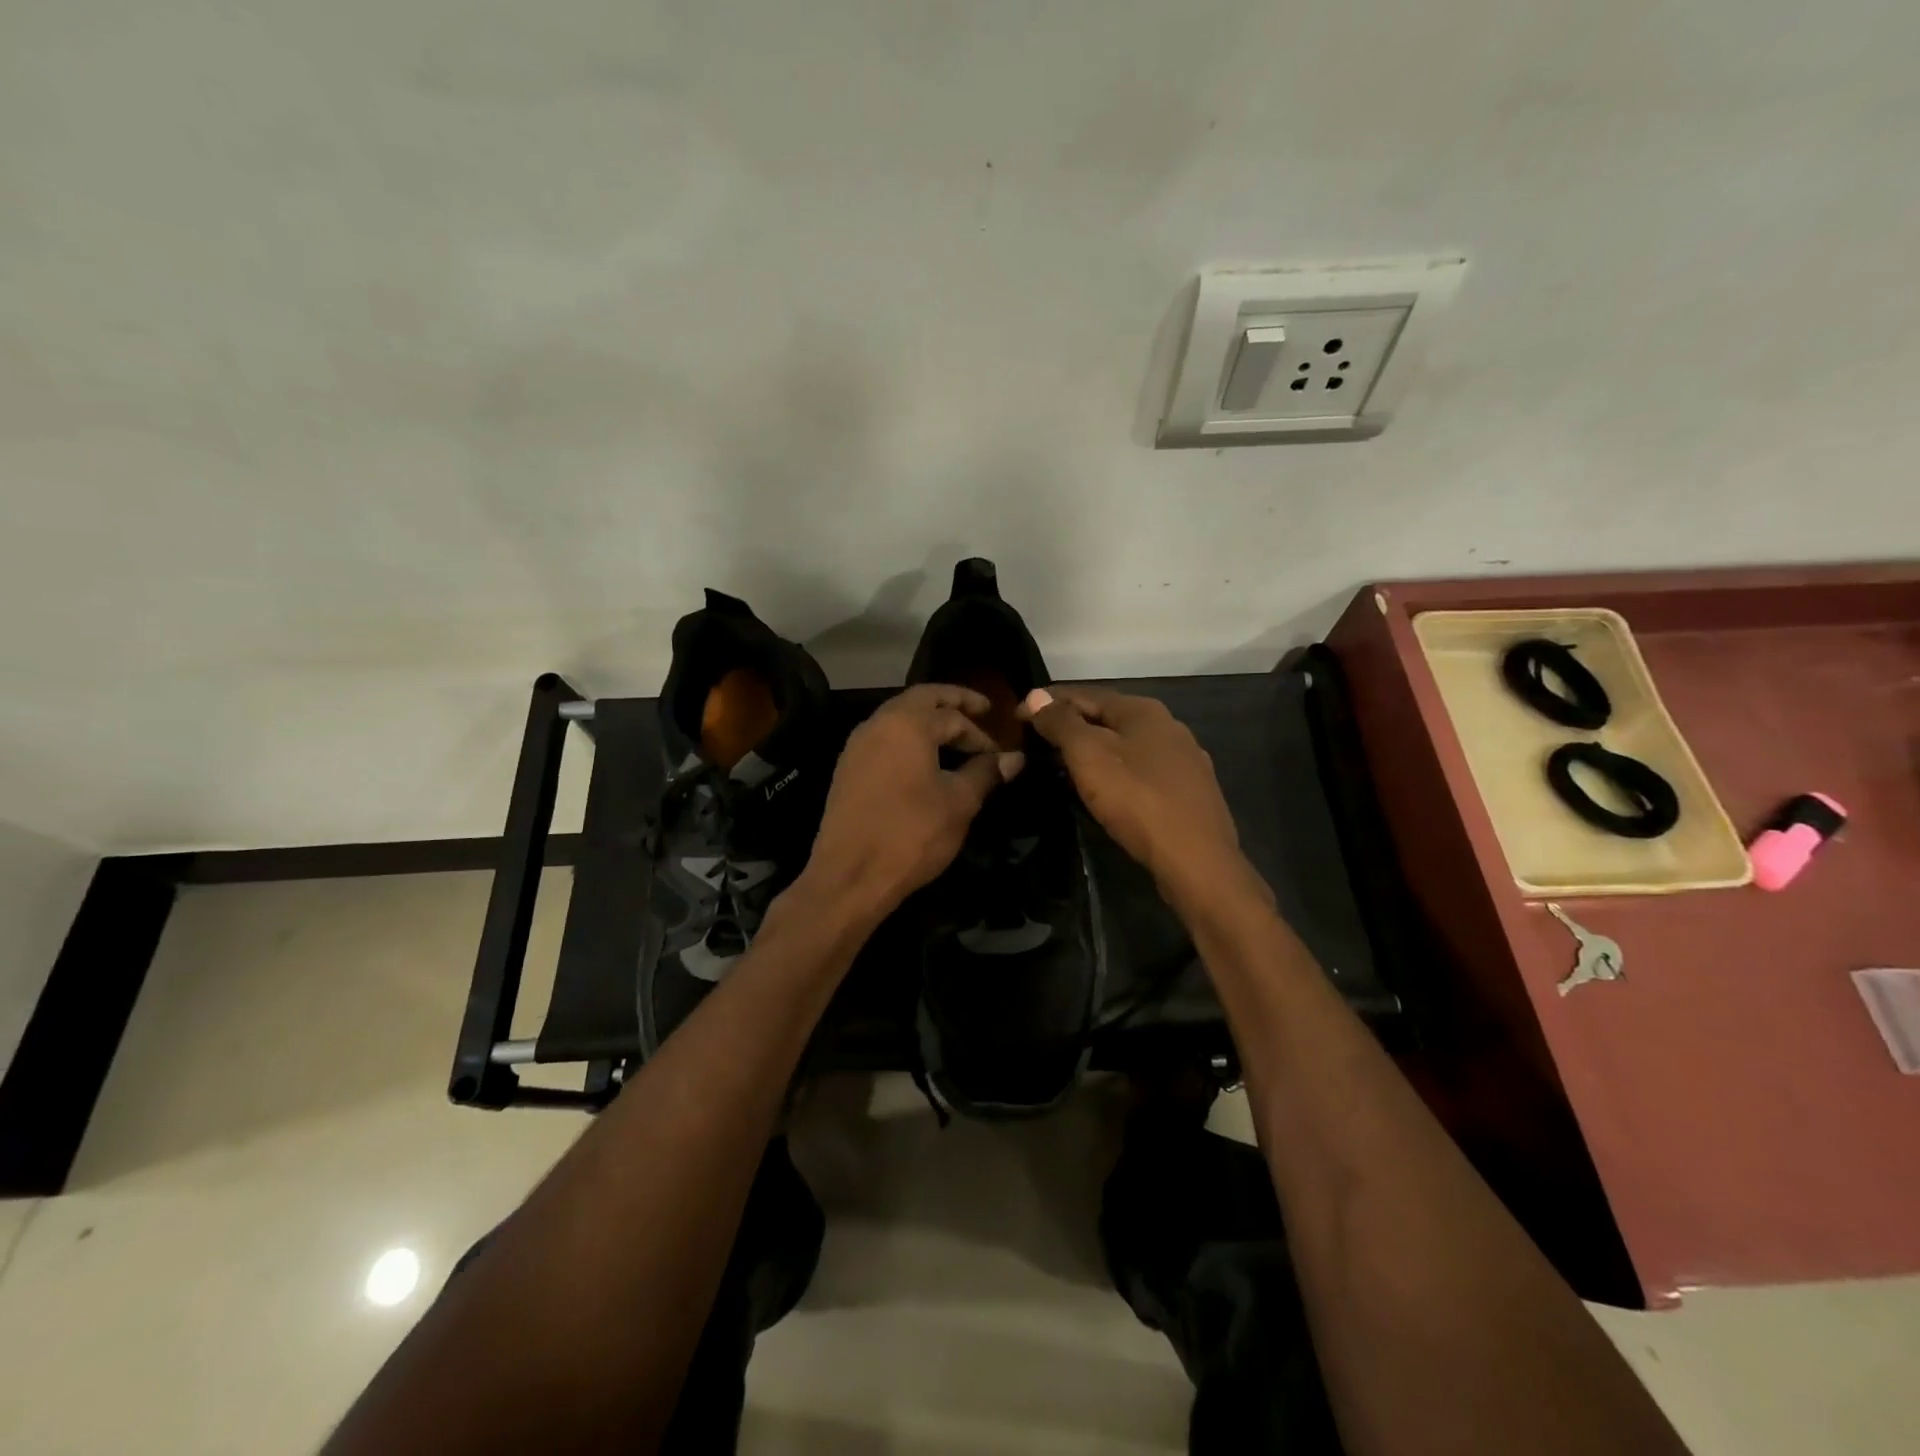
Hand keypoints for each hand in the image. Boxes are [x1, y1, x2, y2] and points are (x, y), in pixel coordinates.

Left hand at [801, 684, 1024, 920]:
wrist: (850, 875)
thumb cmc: (911, 834)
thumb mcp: (959, 803)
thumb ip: (985, 773)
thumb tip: (1014, 758)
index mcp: (907, 724)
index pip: (953, 715)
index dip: (981, 735)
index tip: (999, 756)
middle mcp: (878, 723)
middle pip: (921, 699)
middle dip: (953, 701)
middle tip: (980, 709)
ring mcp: (857, 745)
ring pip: (898, 716)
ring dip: (928, 719)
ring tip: (954, 736)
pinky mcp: (847, 768)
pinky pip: (884, 738)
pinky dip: (908, 737)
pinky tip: (923, 760)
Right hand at [1020, 686, 1254, 911]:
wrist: (1196, 860)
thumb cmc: (1137, 800)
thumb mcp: (1089, 756)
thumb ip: (1062, 723)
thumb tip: (1036, 695)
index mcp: (1143, 710)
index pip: (1084, 694)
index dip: (1047, 703)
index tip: (1016, 716)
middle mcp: (1168, 726)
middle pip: (1107, 717)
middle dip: (1071, 725)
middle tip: (1036, 740)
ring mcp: (1183, 760)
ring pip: (1126, 745)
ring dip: (1093, 749)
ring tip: (1063, 764)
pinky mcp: (1188, 791)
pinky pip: (1141, 770)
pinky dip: (1115, 771)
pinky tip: (1104, 788)